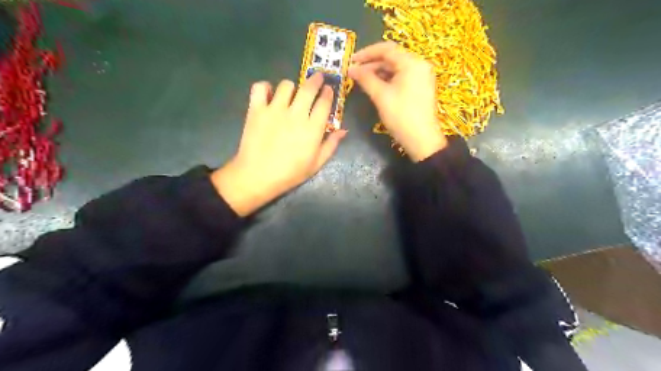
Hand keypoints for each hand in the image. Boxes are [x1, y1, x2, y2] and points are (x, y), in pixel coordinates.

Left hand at [212, 72, 347, 215]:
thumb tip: (343, 130)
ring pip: (286, 85)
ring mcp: (275, 109)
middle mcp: (296, 113)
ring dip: (292, 87)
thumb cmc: (290, 173)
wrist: (258, 176)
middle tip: (318, 78)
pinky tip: (268, 94)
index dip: (328, 93)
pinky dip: (264, 87)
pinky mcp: (256, 109)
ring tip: (291, 94)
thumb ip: (331, 145)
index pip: (325, 102)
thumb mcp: (316, 164)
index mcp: (313, 128)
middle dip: (316, 79)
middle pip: (309, 88)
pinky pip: (260, 87)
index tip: (329, 89)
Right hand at [348, 40, 445, 160]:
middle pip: (392, 58)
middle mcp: (419, 65)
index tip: (351, 60)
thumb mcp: (381, 96)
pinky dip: (387, 79)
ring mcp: (421, 76)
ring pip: (396, 68)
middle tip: (354, 72)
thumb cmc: (401, 116)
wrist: (422, 140)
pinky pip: (401, 77)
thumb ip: (365, 79)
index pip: (386, 49)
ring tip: (361, 80)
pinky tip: (375, 86)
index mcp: (412, 63)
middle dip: (371, 64)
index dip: (367, 53)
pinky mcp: (420, 87)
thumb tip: (351, 69)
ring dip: (378, 72)